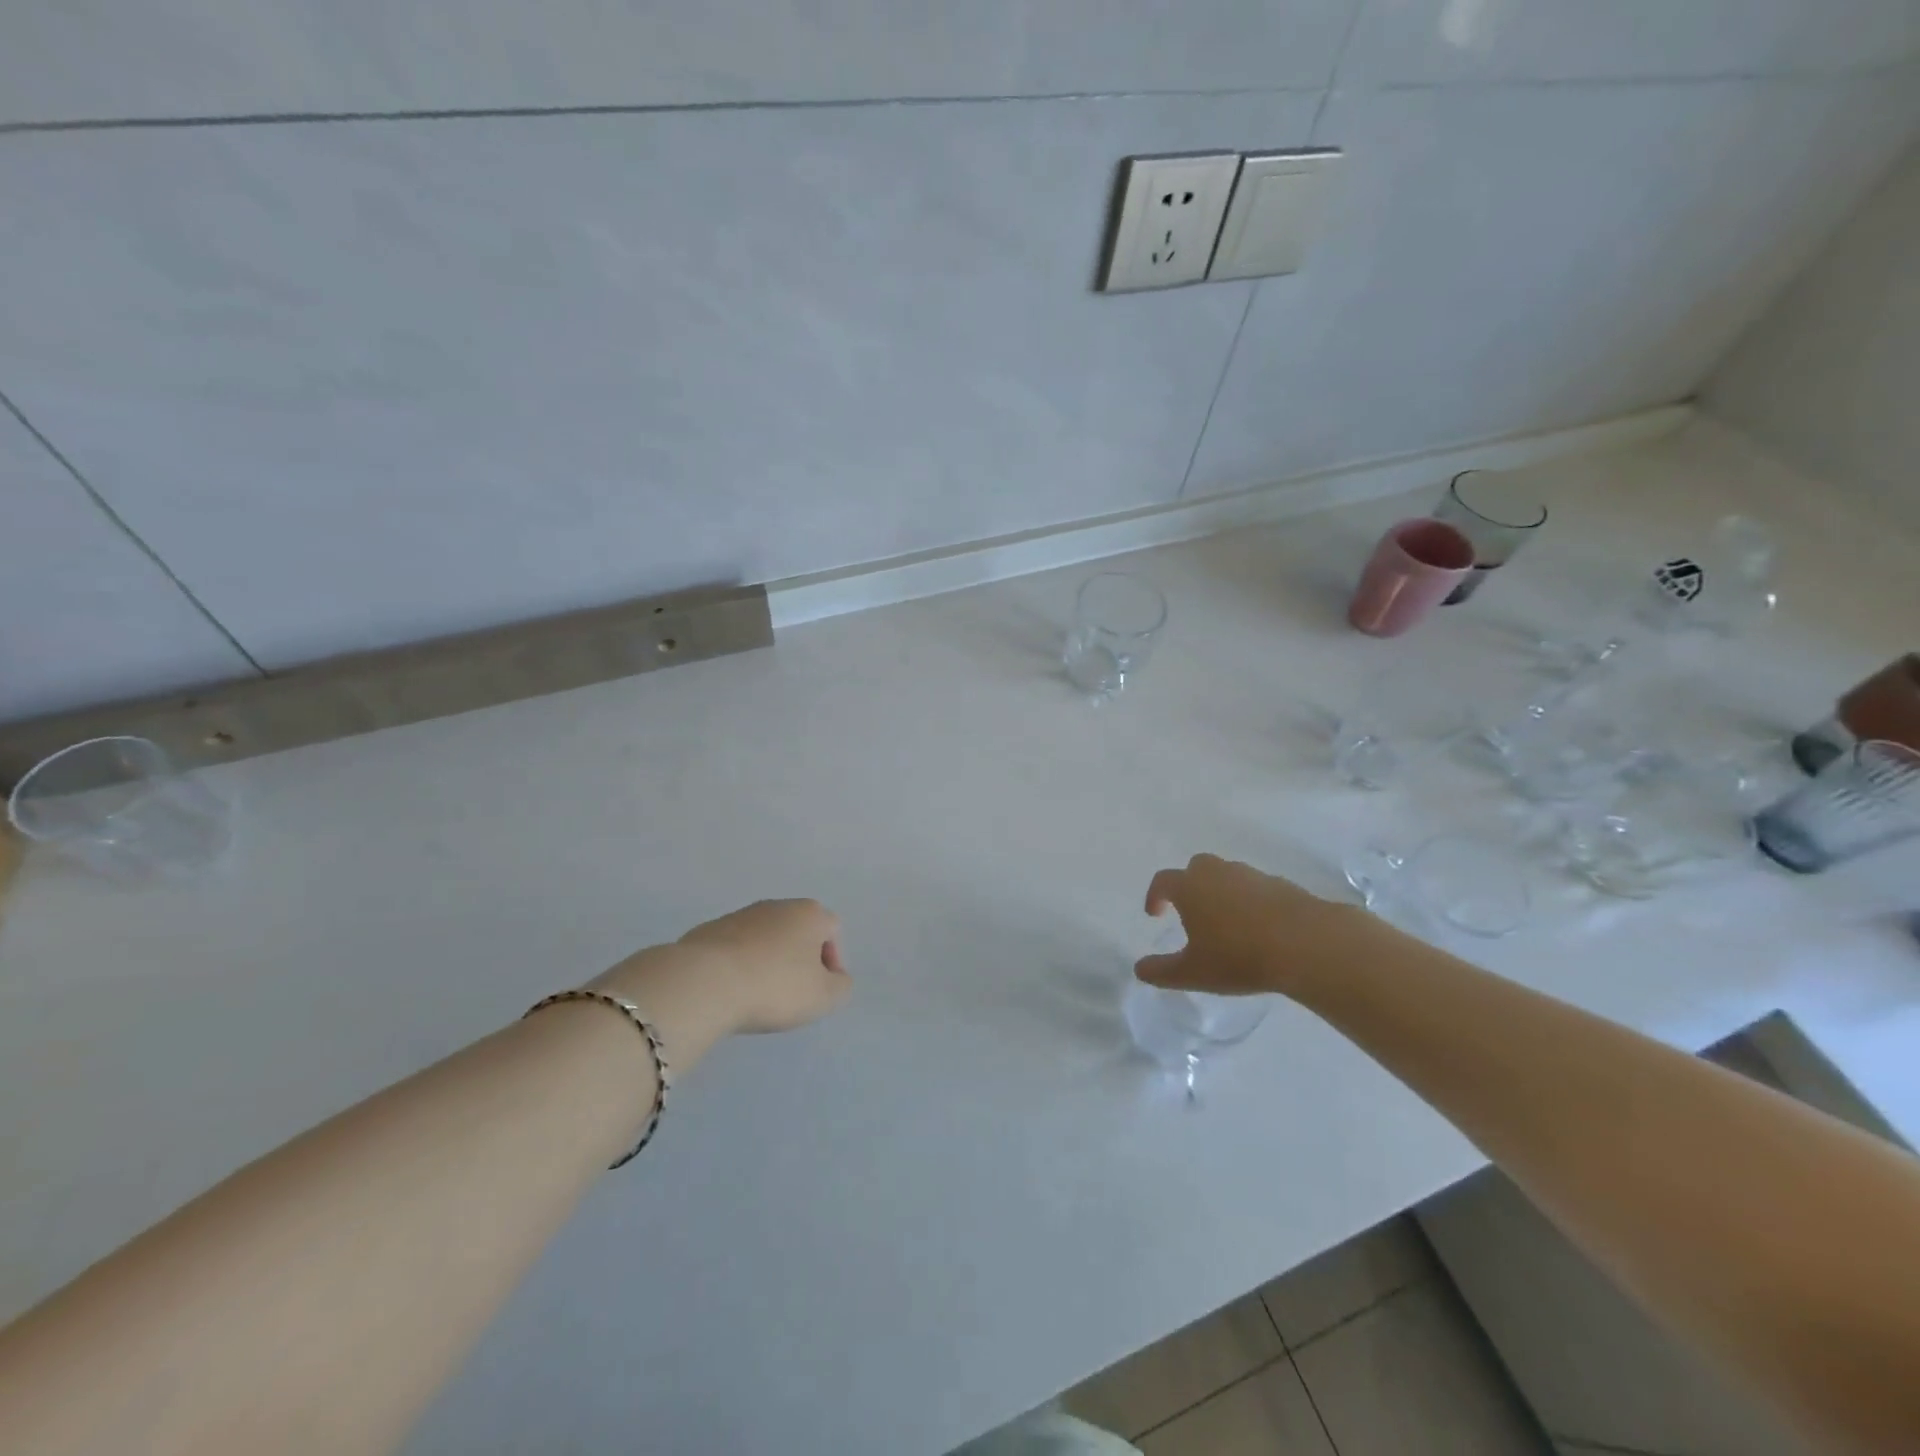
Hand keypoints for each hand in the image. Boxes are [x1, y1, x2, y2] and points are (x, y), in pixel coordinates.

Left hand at [673, 898, 850, 1034]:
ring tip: (758, 995)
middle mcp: (777, 905)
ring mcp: (740, 915)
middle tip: (792, 993)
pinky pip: (735, 948)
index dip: (832, 961)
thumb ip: (841, 986)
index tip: (819, 990)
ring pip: (765, 938)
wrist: (704, 982)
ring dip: (768, 961)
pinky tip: (731, 991)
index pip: (832, 930)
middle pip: (798, 931)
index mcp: (809, 913)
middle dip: (799, 959)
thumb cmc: (774, 986)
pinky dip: (739, 965)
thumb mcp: (824, 997)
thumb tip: (835, 978)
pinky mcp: (709, 931)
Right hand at [1136, 854, 1367, 997]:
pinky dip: (1250, 901)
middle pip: (1196, 868)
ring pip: (1227, 875)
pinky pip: (1256, 888)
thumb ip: (1162, 971)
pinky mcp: (1281, 884)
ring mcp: (1251, 875)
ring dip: (1220, 892)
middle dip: (1189, 886)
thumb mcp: (1193, 973)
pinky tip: (1258, 927)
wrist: (1306, 943)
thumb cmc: (1238, 956)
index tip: (1155, 914)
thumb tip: (1139, 969)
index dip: (1155, 896)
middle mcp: (1217, 873)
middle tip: (1191, 911)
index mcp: (1190, 887)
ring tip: (1226, 923)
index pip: (1162, 881)